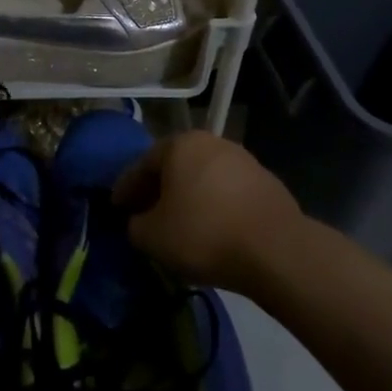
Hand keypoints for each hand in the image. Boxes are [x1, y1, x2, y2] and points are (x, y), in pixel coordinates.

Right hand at [112, 131, 304, 293]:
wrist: (275, 249)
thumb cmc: (203, 234)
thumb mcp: (152, 237)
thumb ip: (136, 225)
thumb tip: (140, 222)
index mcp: (179, 144)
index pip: (142, 164)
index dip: (125, 188)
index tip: (116, 207)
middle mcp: (211, 142)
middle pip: (174, 166)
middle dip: (158, 189)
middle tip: (144, 213)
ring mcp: (242, 159)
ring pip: (202, 177)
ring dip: (187, 196)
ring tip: (179, 224)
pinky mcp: (265, 181)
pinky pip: (226, 192)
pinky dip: (213, 205)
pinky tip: (211, 228)